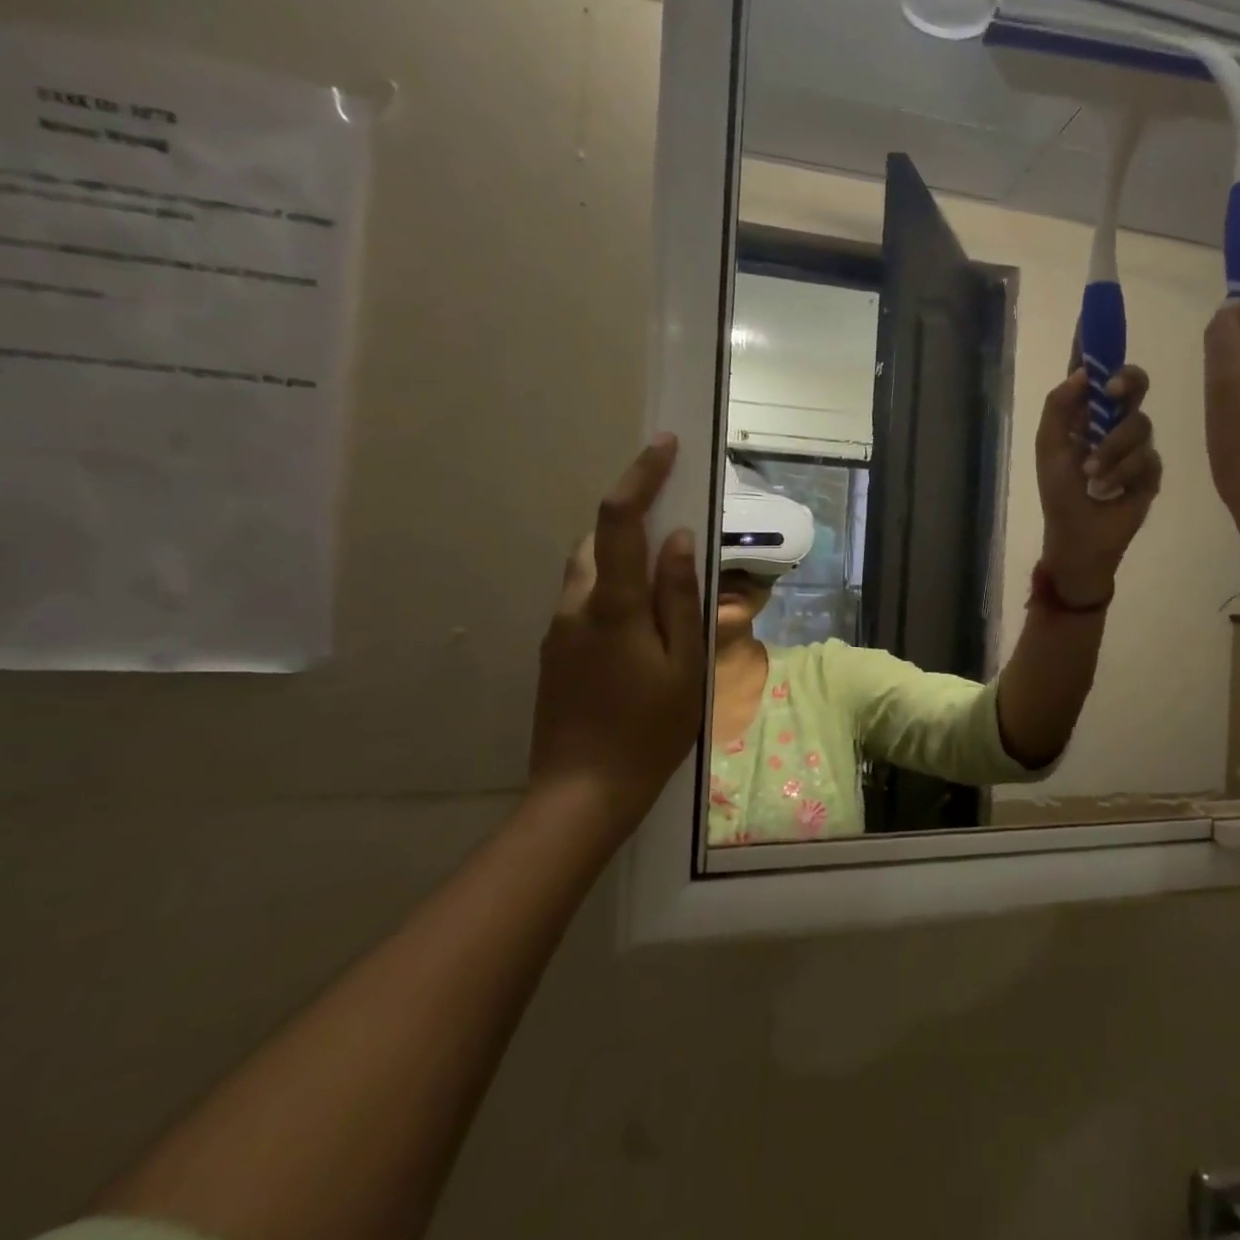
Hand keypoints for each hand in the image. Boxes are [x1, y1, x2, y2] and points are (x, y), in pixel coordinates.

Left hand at [529, 435, 706, 834]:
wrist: (582, 793)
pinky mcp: (553, 652)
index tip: (664, 446)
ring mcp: (558, 630)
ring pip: (587, 570)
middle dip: (633, 521)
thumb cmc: (649, 729)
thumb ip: (682, 598)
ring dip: (622, 557)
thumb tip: (681, 540)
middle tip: (677, 535)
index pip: (619, 520)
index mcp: (612, 606)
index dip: (641, 476)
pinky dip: (612, 590)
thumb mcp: (685, 664)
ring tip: (664, 584)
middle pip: (597, 540)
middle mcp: (575, 606)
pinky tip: (641, 628)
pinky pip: (583, 600)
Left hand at [1035, 365, 1161, 605]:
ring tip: (1094, 475)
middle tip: (1110, 393)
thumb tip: (1080, 373)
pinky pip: (1148, 457)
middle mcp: (1112, 422)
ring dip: (1113, 449)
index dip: (1095, 343)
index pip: (1091, 372)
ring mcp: (1134, 446)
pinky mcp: (1150, 471)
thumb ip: (1058, 408)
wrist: (1079, 538)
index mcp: (1084, 414)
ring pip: (1140, 423)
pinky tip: (1111, 489)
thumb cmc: (1059, 494)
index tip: (1095, 313)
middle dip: (1125, 382)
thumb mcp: (1049, 448)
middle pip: (1132, 384)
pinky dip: (1124, 472)